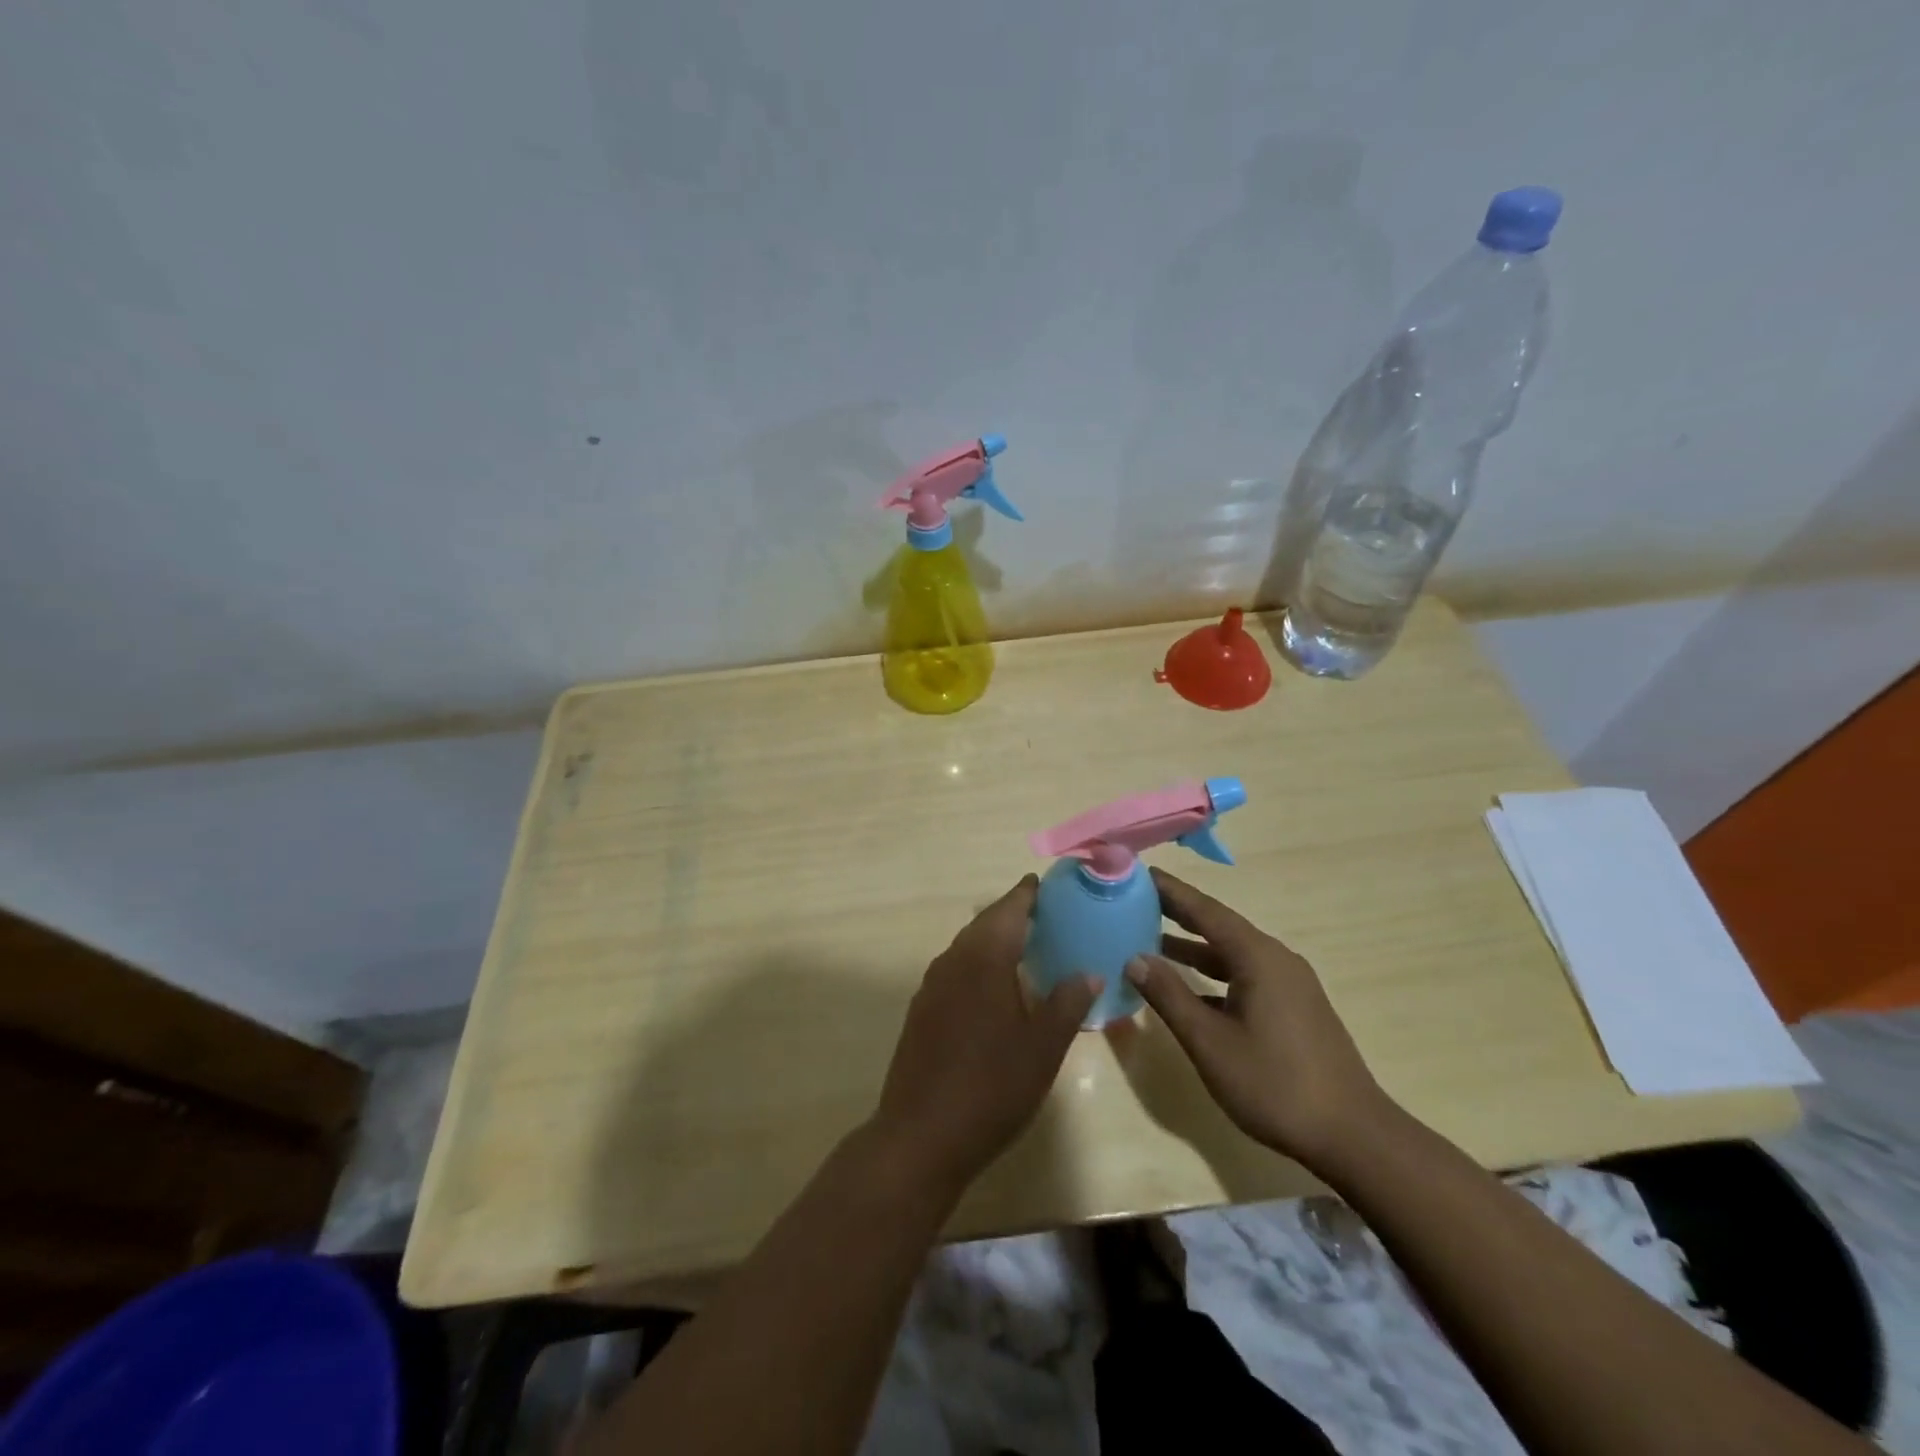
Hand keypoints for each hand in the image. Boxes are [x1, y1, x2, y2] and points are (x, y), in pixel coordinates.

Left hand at [872, 876, 1096, 1195]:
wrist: (921, 1135)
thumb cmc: (991, 1087)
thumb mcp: (1043, 1047)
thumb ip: (1067, 1003)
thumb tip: (1089, 972)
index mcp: (983, 958)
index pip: (1008, 909)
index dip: (1028, 894)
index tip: (1047, 884)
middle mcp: (953, 960)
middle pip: (985, 923)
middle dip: (1013, 914)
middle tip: (1047, 915)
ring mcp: (932, 986)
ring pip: (968, 946)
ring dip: (995, 939)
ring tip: (1027, 947)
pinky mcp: (922, 1010)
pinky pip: (956, 970)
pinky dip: (979, 964)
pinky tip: (996, 987)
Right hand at [1125, 868, 1388, 1172]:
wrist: (1353, 1136)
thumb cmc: (1275, 1084)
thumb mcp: (1210, 1042)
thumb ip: (1170, 996)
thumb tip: (1134, 958)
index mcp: (1257, 957)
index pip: (1205, 910)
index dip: (1170, 891)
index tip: (1138, 873)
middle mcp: (1275, 959)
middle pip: (1218, 925)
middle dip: (1177, 912)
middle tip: (1135, 900)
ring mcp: (1288, 984)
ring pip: (1231, 952)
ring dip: (1192, 946)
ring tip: (1149, 938)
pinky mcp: (1293, 1007)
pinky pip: (1243, 974)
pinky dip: (1212, 973)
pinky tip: (1188, 988)